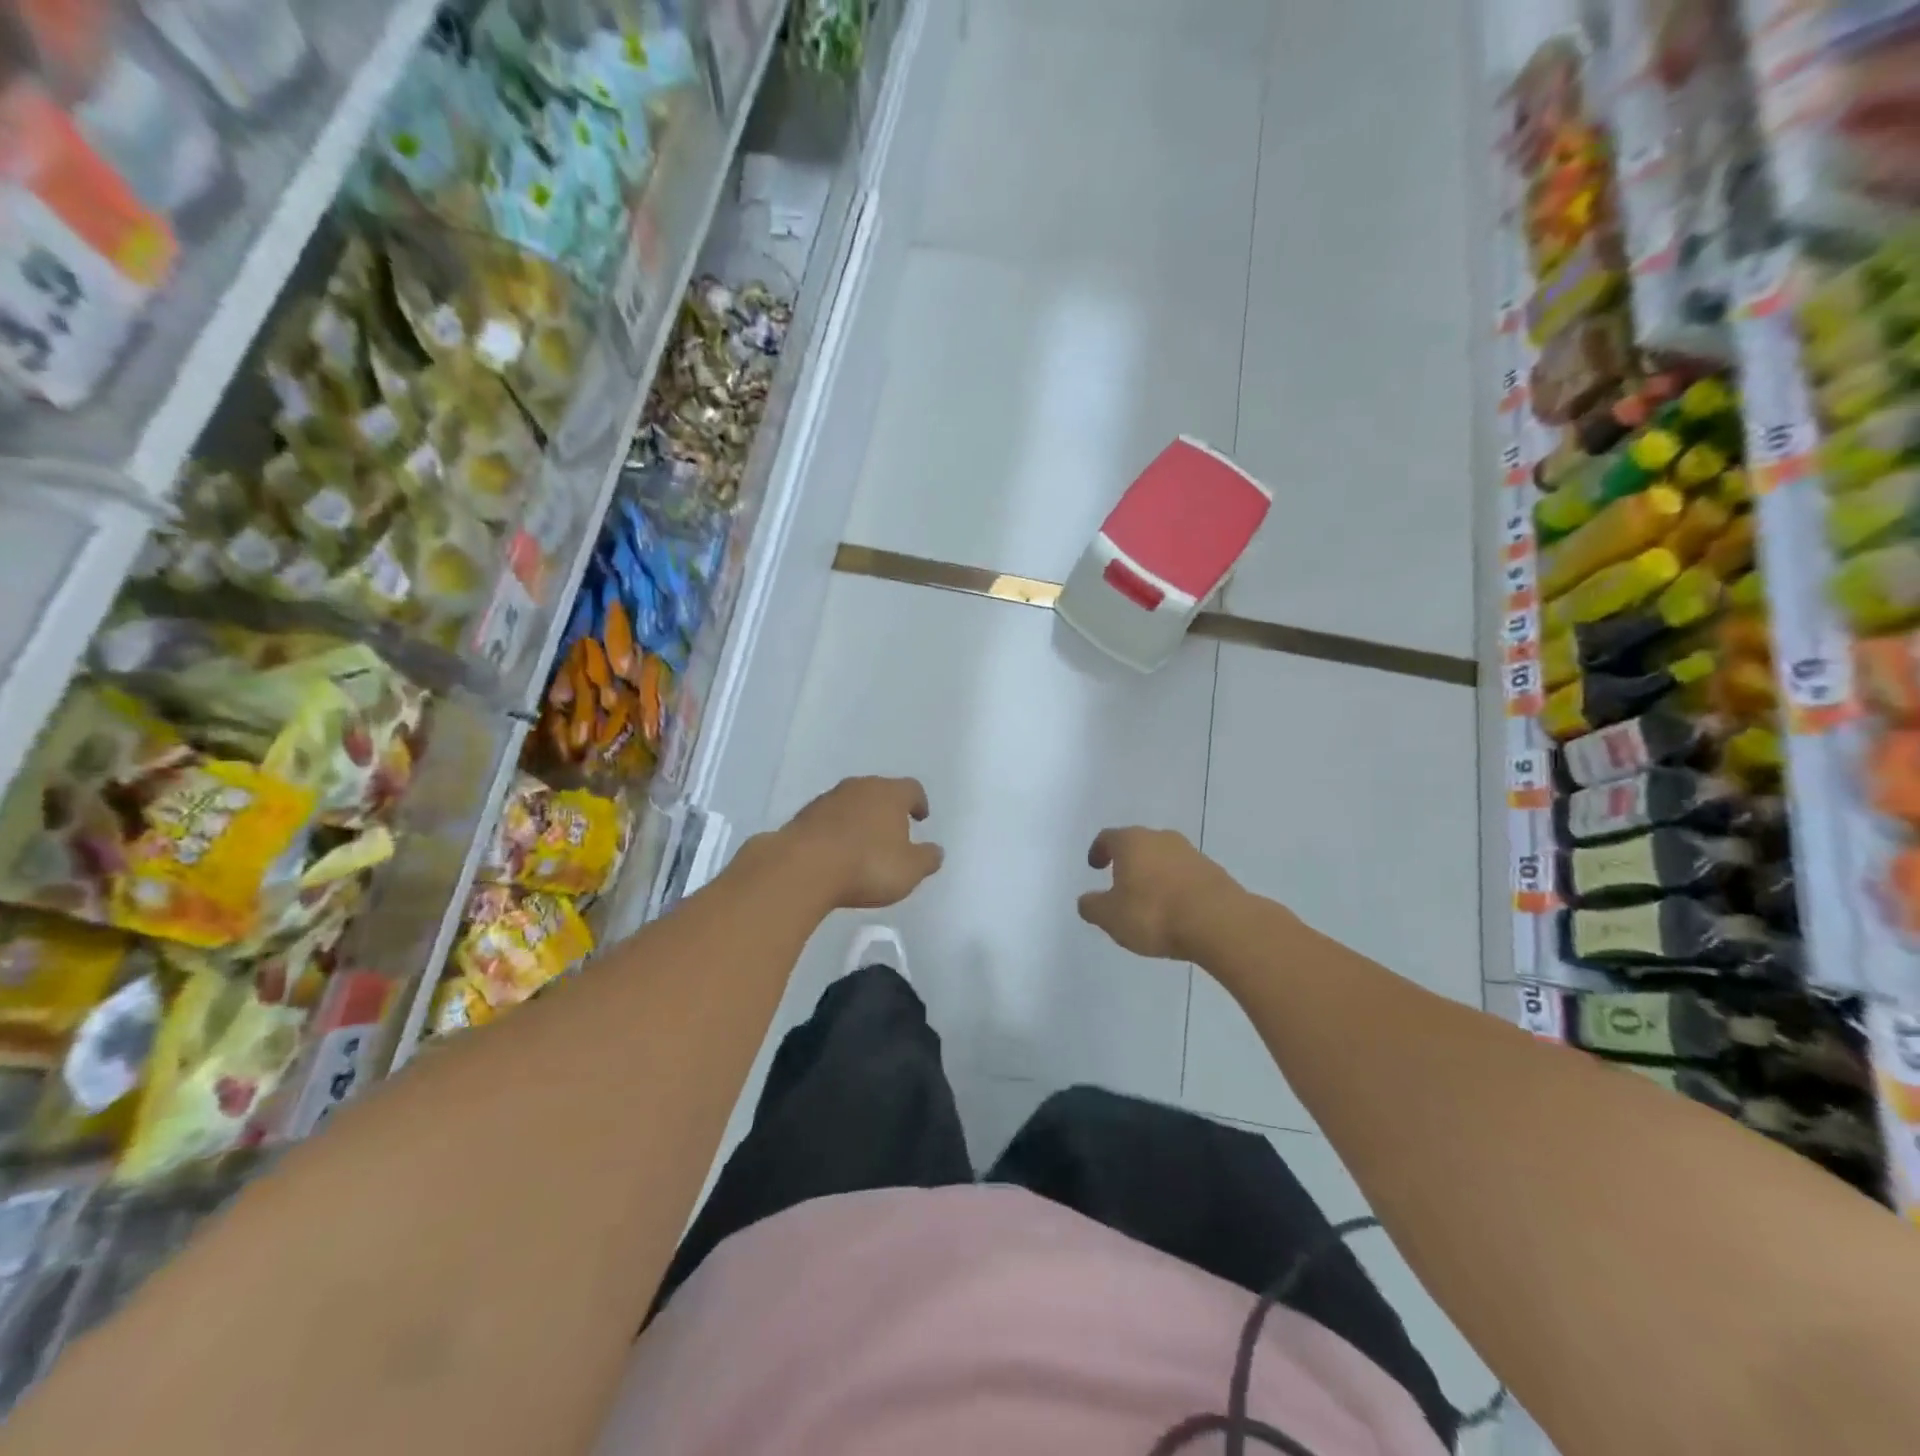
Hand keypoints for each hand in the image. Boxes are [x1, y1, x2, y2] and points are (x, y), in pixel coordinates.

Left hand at [776, 776, 944, 909]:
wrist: (802, 868)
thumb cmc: (867, 866)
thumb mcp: (909, 870)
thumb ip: (927, 859)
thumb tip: (935, 851)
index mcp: (890, 794)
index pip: (912, 788)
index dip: (918, 802)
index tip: (920, 817)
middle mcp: (859, 787)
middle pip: (879, 791)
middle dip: (887, 809)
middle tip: (893, 830)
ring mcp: (827, 799)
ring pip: (851, 803)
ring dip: (859, 818)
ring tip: (863, 843)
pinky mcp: (802, 816)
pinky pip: (828, 819)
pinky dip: (836, 830)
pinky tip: (836, 852)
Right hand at [1077, 827, 1239, 960]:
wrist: (1220, 923)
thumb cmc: (1154, 914)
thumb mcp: (1111, 917)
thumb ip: (1093, 907)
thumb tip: (1086, 900)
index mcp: (1131, 842)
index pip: (1108, 837)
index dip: (1099, 851)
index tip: (1095, 866)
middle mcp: (1161, 839)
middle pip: (1138, 844)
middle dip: (1128, 862)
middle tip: (1120, 883)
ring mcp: (1191, 853)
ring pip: (1164, 858)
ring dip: (1154, 874)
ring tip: (1149, 901)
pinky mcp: (1214, 872)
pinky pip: (1185, 875)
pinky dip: (1175, 887)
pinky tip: (1175, 910)